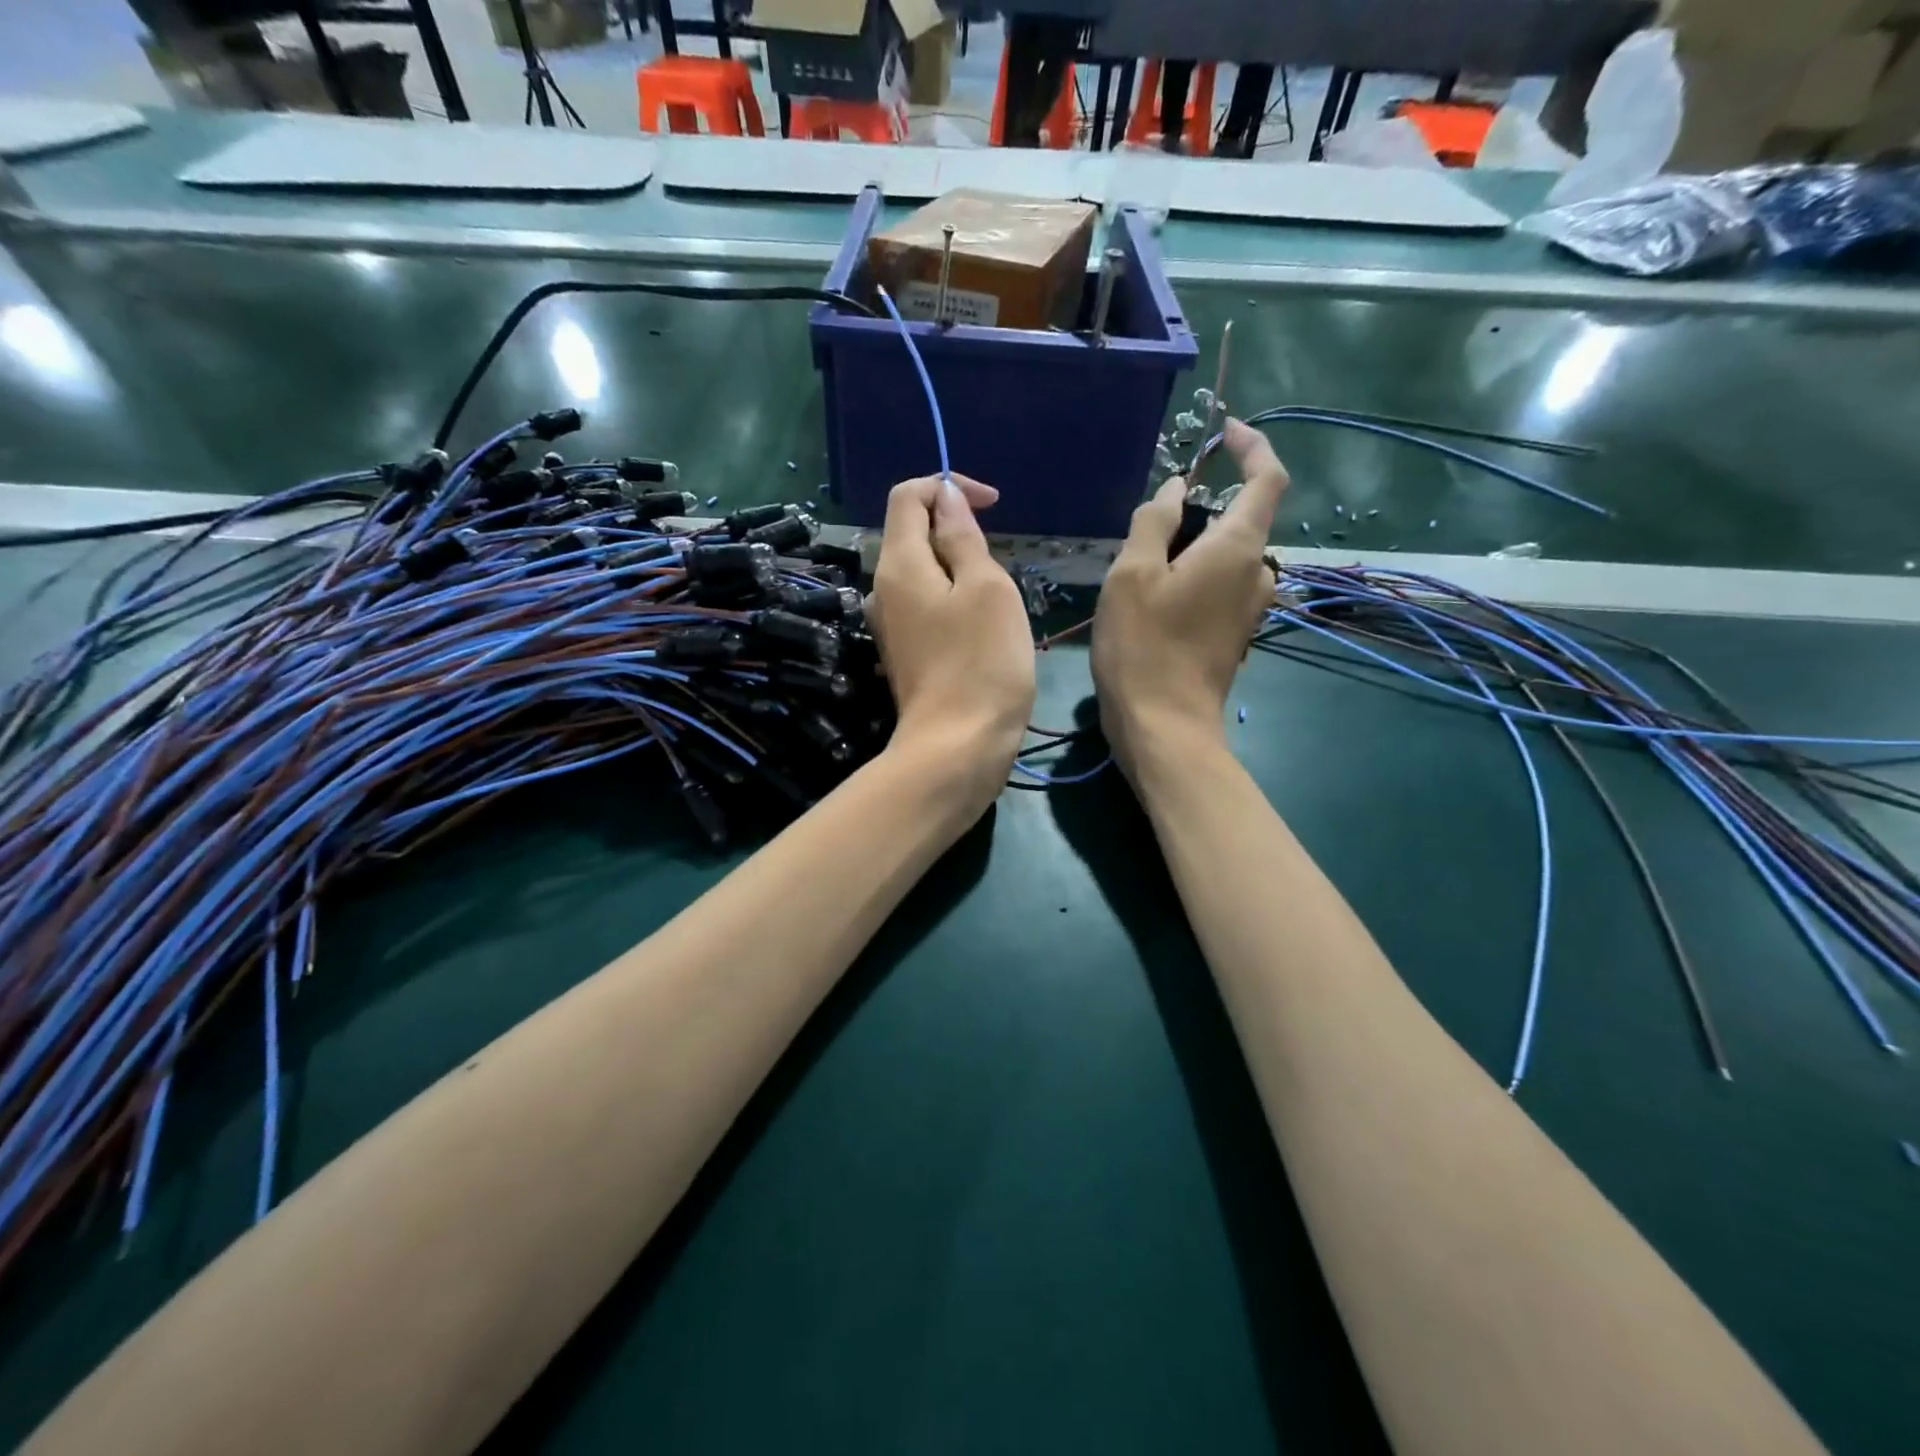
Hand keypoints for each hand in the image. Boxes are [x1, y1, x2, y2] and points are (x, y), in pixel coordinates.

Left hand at [868, 474, 1035, 813]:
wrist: (958, 747)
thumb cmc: (981, 662)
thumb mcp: (985, 587)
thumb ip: (962, 537)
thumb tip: (945, 498)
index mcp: (898, 564)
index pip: (908, 495)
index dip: (948, 486)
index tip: (993, 504)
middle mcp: (883, 590)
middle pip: (914, 533)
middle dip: (959, 531)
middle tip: (1000, 567)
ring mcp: (891, 625)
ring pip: (926, 573)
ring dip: (962, 570)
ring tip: (997, 603)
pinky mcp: (906, 653)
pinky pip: (929, 606)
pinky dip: (956, 601)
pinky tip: (983, 631)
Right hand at [1092, 419, 1288, 780]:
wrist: (1163, 726)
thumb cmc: (1143, 645)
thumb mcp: (1132, 574)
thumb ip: (1154, 522)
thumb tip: (1173, 491)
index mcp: (1239, 547)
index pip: (1268, 478)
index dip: (1252, 447)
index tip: (1224, 430)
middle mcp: (1257, 572)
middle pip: (1239, 518)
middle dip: (1200, 507)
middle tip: (1146, 527)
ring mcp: (1250, 607)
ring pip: (1226, 555)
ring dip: (1191, 545)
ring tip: (1142, 567)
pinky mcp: (1235, 633)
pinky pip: (1220, 584)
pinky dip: (1194, 574)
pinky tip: (1154, 599)